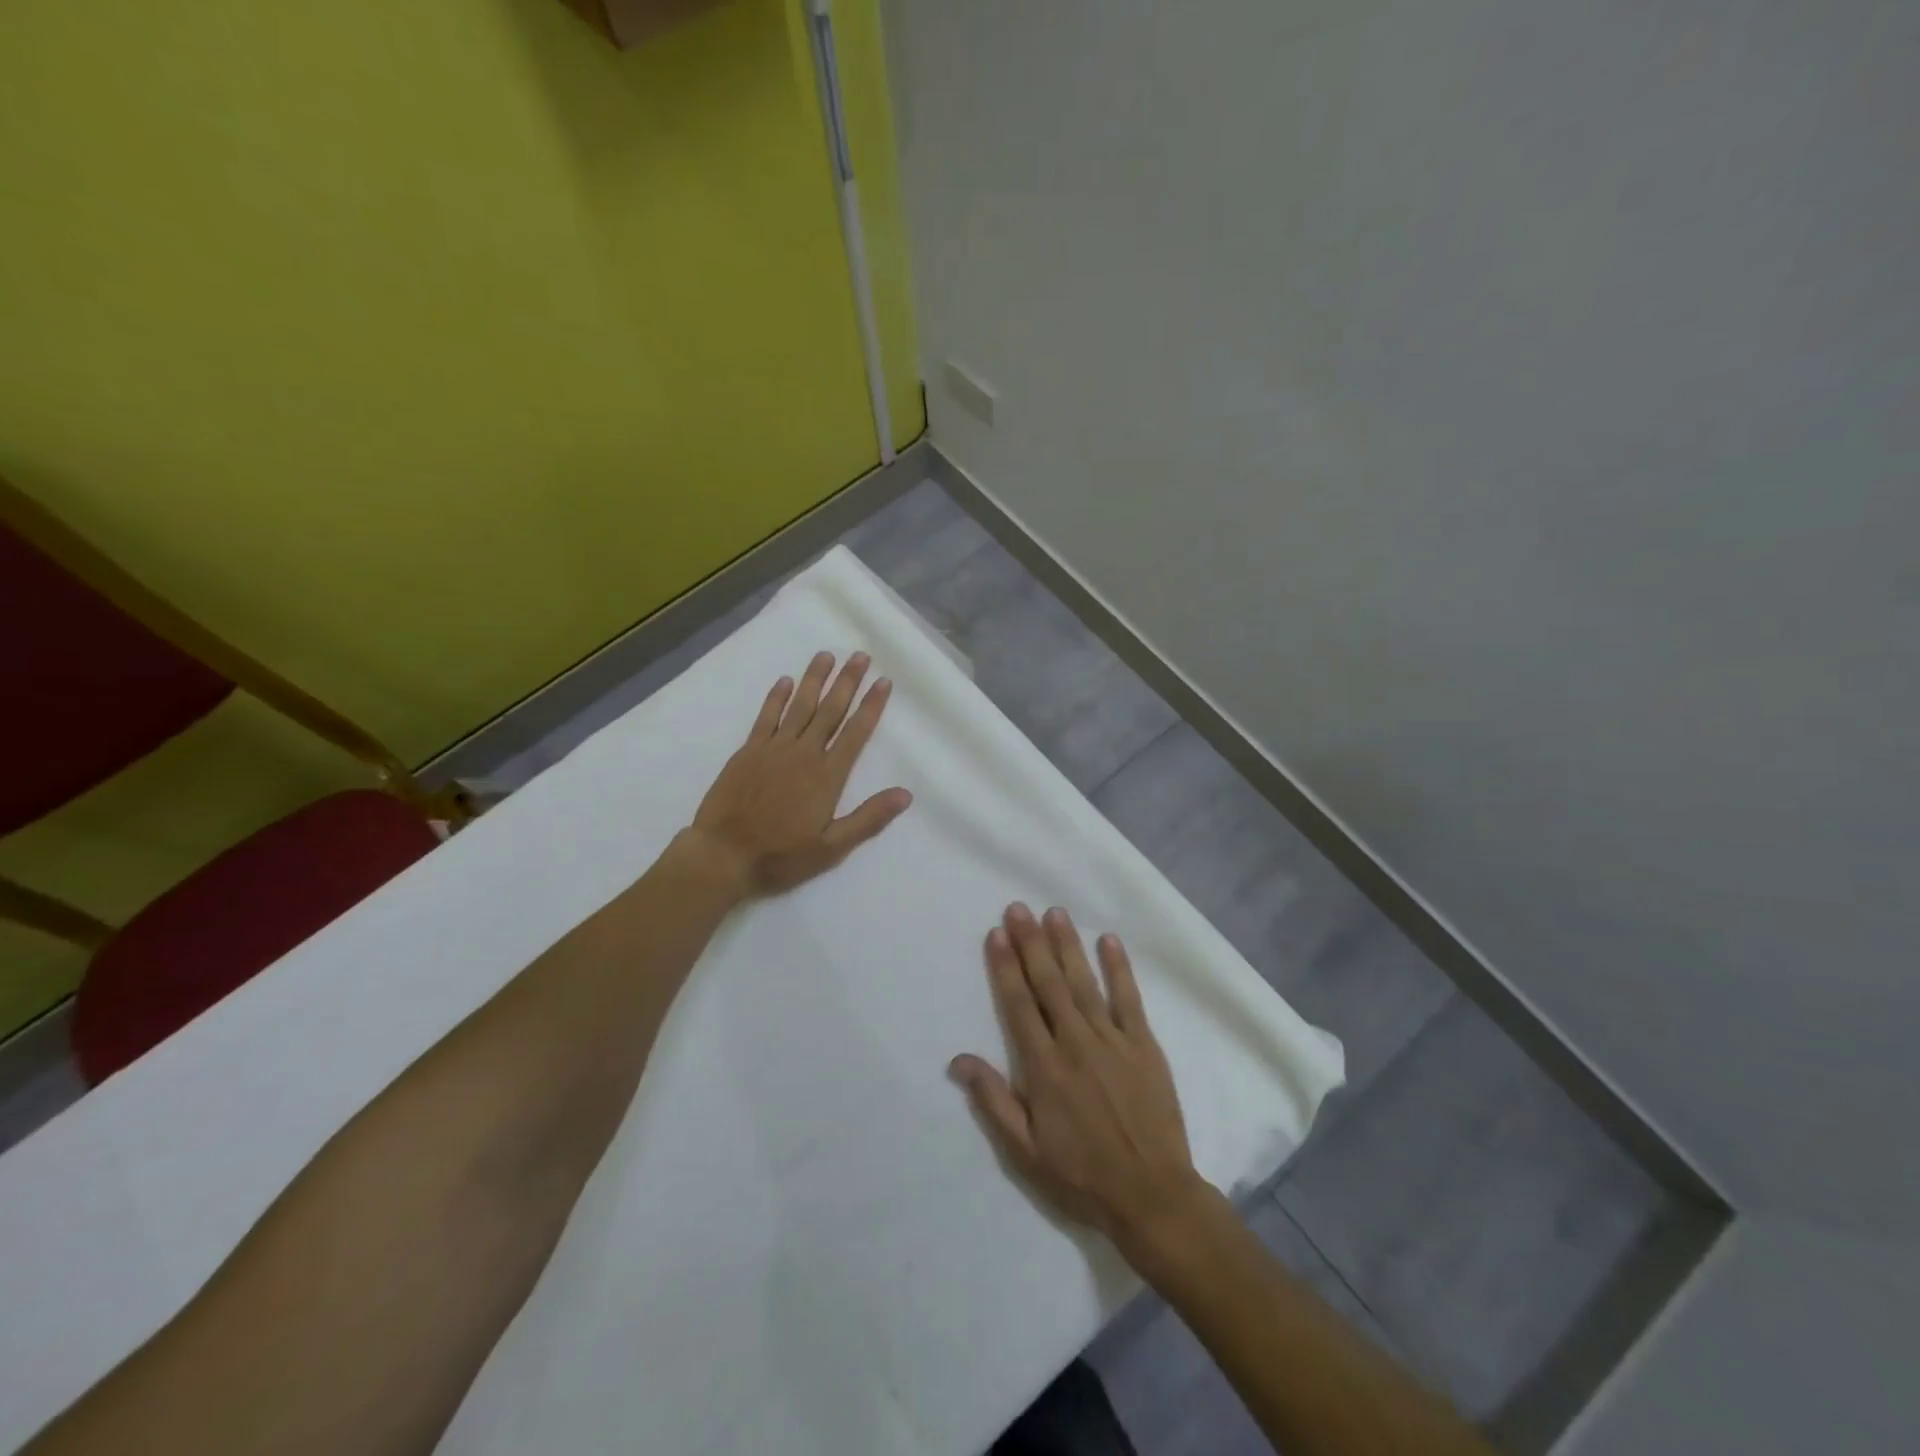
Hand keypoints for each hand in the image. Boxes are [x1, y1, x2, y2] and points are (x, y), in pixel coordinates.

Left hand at [688, 651, 911, 894]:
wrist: (723, 855)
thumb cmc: (781, 856)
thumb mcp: (832, 848)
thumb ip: (868, 818)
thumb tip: (905, 794)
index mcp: (827, 776)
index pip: (856, 733)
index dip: (871, 706)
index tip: (883, 681)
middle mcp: (804, 754)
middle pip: (830, 710)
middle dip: (847, 682)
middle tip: (860, 655)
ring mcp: (773, 749)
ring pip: (800, 706)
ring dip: (814, 680)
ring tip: (826, 655)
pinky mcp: (748, 751)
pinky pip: (766, 717)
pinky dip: (776, 697)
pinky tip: (785, 681)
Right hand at [950, 904, 1218, 1261]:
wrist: (1153, 1195)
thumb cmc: (1082, 1175)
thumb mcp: (1026, 1150)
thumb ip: (993, 1101)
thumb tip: (958, 1059)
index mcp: (1044, 1067)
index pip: (1019, 1005)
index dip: (1005, 967)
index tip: (996, 933)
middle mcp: (1076, 1042)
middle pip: (1048, 983)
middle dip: (1031, 942)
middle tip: (1018, 908)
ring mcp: (1113, 1040)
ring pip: (1084, 982)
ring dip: (1068, 945)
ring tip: (1055, 913)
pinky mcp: (1144, 1044)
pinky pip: (1129, 998)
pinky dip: (1119, 968)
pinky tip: (1109, 941)